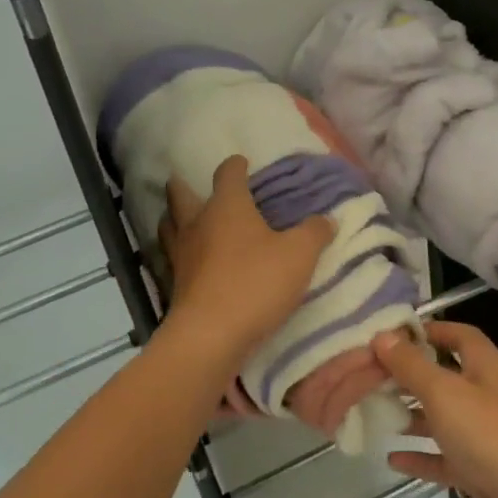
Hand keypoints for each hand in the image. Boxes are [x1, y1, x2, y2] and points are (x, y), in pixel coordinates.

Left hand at [158, 155, 334, 369]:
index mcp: (227, 207)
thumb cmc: (256, 283)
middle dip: (183, 186)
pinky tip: (191, 261)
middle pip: (181, 196)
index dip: (235, 166)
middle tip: (186, 182)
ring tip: (183, 219)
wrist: (211, 336)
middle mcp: (198, 224)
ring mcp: (182, 255)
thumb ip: (314, 233)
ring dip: (174, 219)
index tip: (241, 162)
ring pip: (170, 227)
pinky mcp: (176, 286)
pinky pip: (174, 258)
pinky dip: (180, 253)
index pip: (228, 174)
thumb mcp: (299, 255)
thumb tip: (326, 219)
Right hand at [373, 320, 497, 497]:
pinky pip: (444, 458)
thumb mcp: (444, 392)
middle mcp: (487, 394)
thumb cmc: (491, 434)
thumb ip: (411, 364)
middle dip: (410, 374)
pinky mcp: (481, 470)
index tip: (389, 335)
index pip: (457, 334)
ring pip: (443, 417)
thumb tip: (383, 334)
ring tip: (374, 411)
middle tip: (370, 375)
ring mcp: (485, 434)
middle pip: (445, 375)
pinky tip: (391, 458)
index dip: (427, 330)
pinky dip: (420, 456)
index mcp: (486, 366)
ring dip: (413, 414)